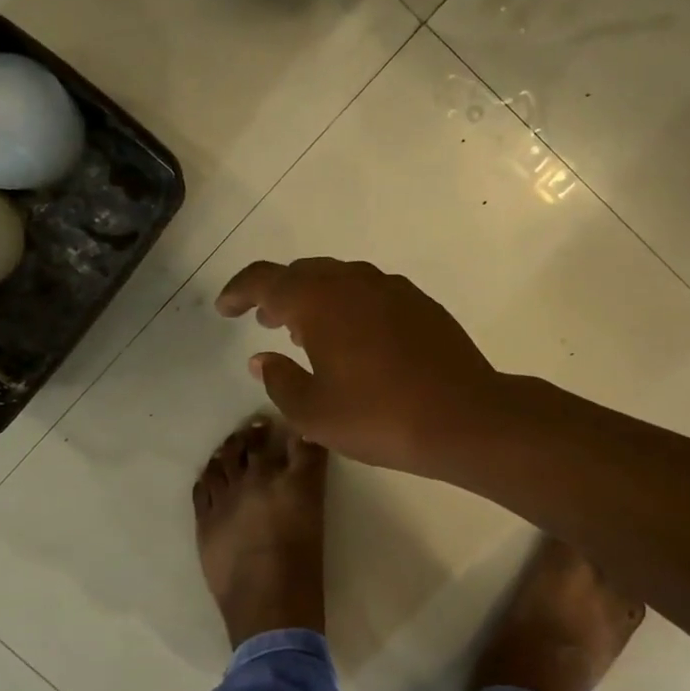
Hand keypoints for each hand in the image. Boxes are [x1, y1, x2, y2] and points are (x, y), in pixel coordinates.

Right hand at [215, 257, 506, 475]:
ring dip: (314, 298)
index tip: (225, 308)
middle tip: (264, 320)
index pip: (266, 280)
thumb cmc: (379, 416)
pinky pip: (369, 292)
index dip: (239, 291)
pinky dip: (348, 305)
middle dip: (278, 293)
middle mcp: (354, 282)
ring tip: (306, 332)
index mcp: (320, 301)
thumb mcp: (314, 413)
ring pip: (339, 279)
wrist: (464, 417)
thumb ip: (279, 380)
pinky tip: (354, 339)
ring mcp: (391, 288)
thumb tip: (261, 359)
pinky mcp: (419, 303)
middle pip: (303, 273)